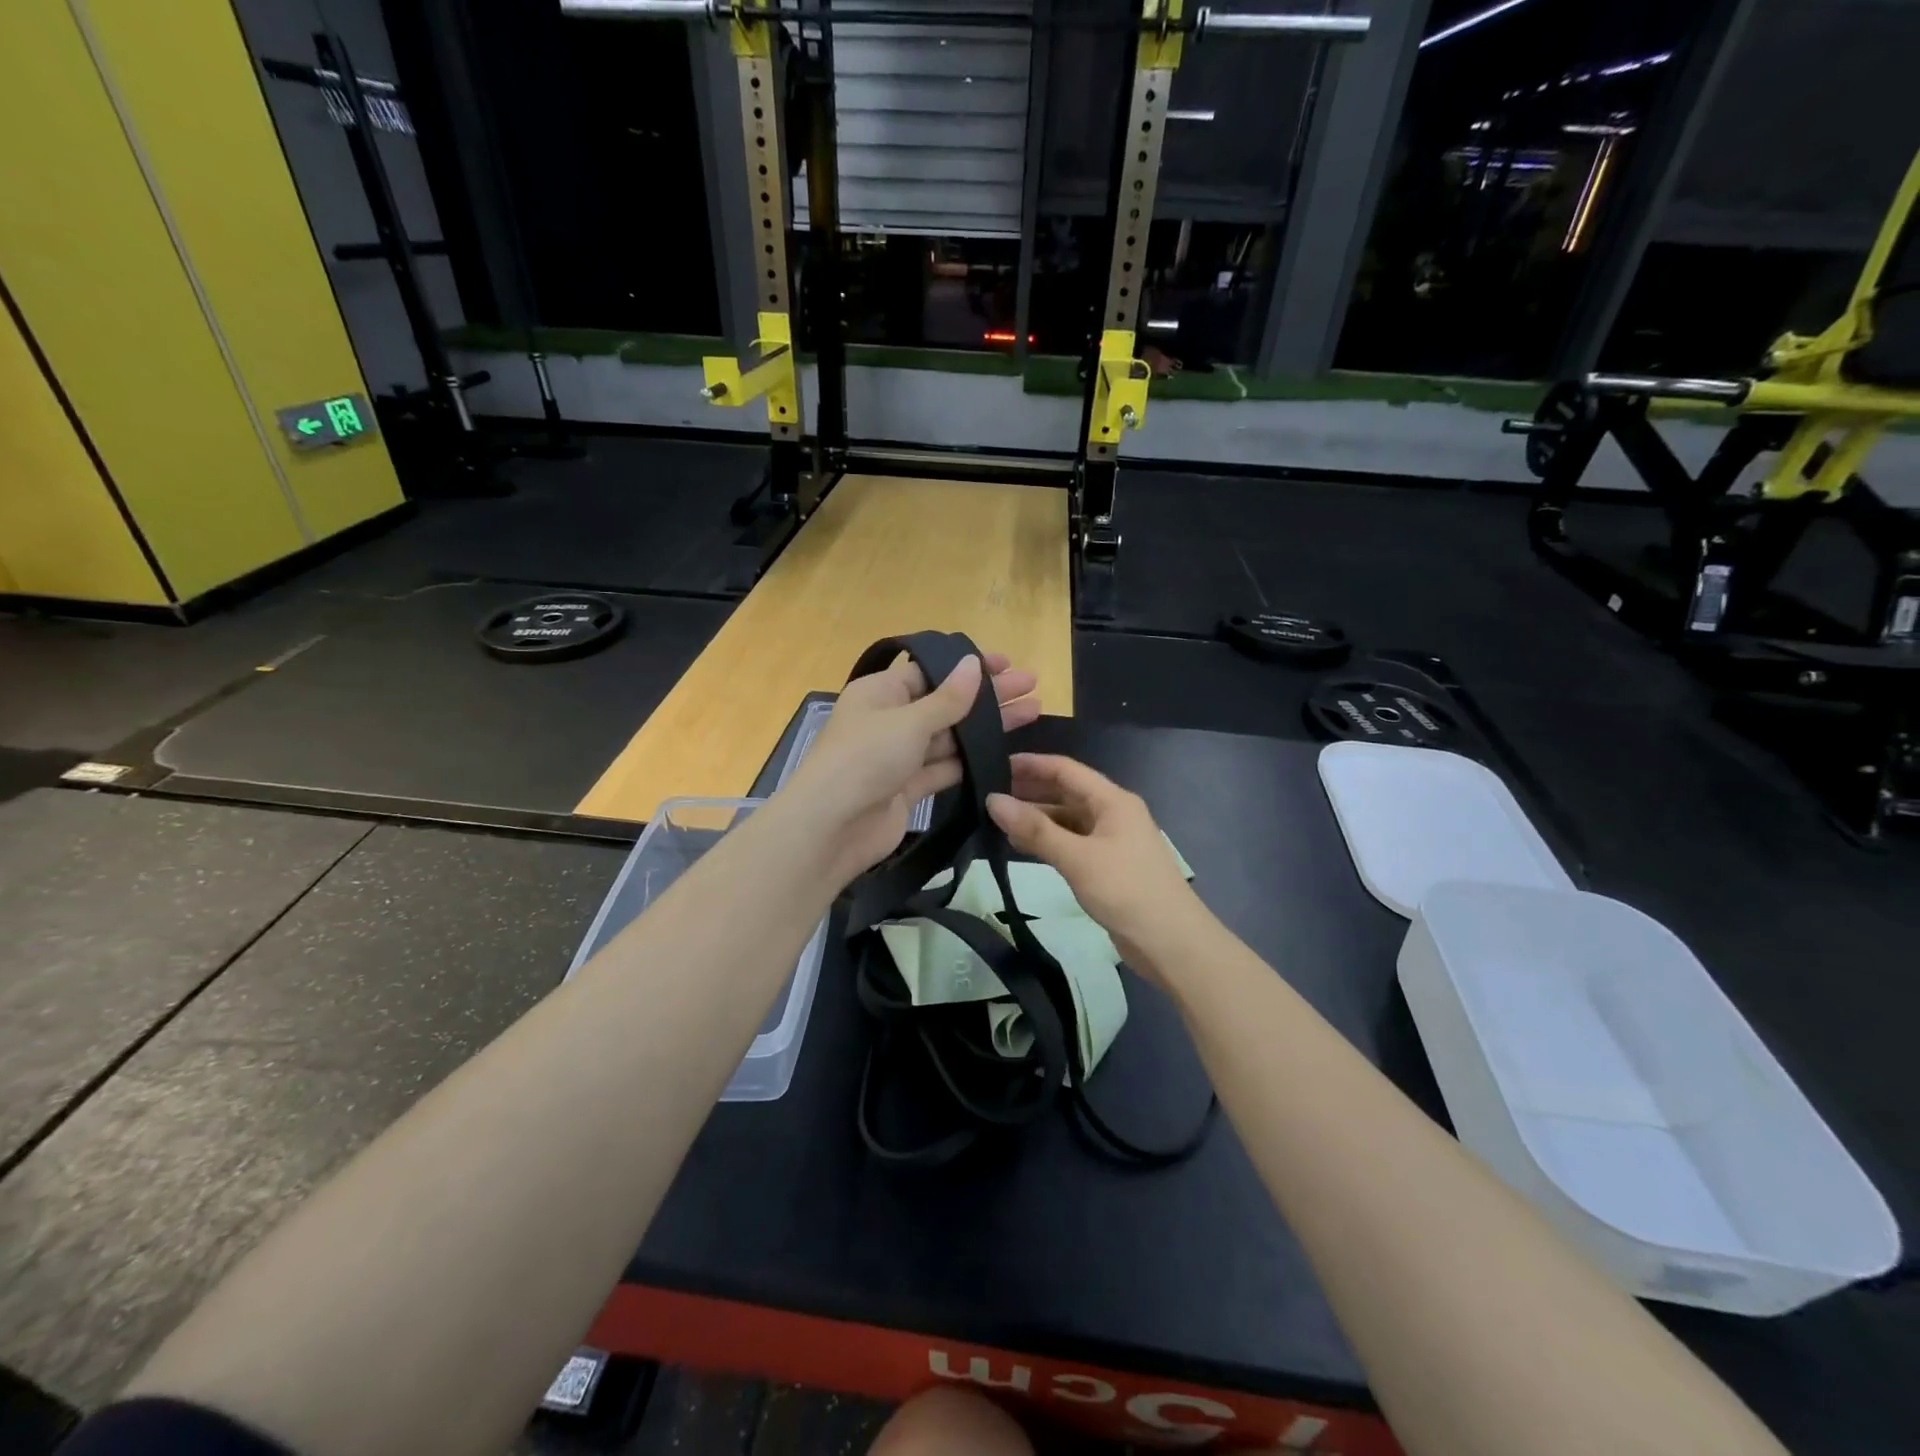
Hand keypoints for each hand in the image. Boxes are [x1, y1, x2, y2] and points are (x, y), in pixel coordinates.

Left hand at [780, 651, 1040, 884]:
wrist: (831, 828)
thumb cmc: (864, 759)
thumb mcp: (908, 722)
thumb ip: (948, 699)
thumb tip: (974, 664)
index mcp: (880, 692)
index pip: (931, 672)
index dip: (969, 668)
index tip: (1006, 663)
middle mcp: (889, 720)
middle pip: (945, 703)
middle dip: (987, 696)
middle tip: (1031, 686)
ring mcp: (899, 757)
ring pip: (949, 737)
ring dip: (986, 728)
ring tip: (1031, 713)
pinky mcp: (908, 789)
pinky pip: (945, 768)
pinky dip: (972, 762)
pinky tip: (1005, 753)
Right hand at [986, 754, 1207, 986]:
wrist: (1172, 943)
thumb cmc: (1126, 891)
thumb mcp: (1077, 858)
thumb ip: (1035, 830)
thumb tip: (993, 800)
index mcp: (1113, 801)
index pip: (1066, 769)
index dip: (1031, 764)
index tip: (994, 763)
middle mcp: (1113, 814)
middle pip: (1067, 792)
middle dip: (1030, 790)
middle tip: (989, 792)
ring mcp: (1112, 841)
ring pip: (1067, 819)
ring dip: (1037, 818)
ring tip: (997, 820)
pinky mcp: (1108, 866)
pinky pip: (1072, 843)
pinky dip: (1048, 841)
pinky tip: (1021, 846)